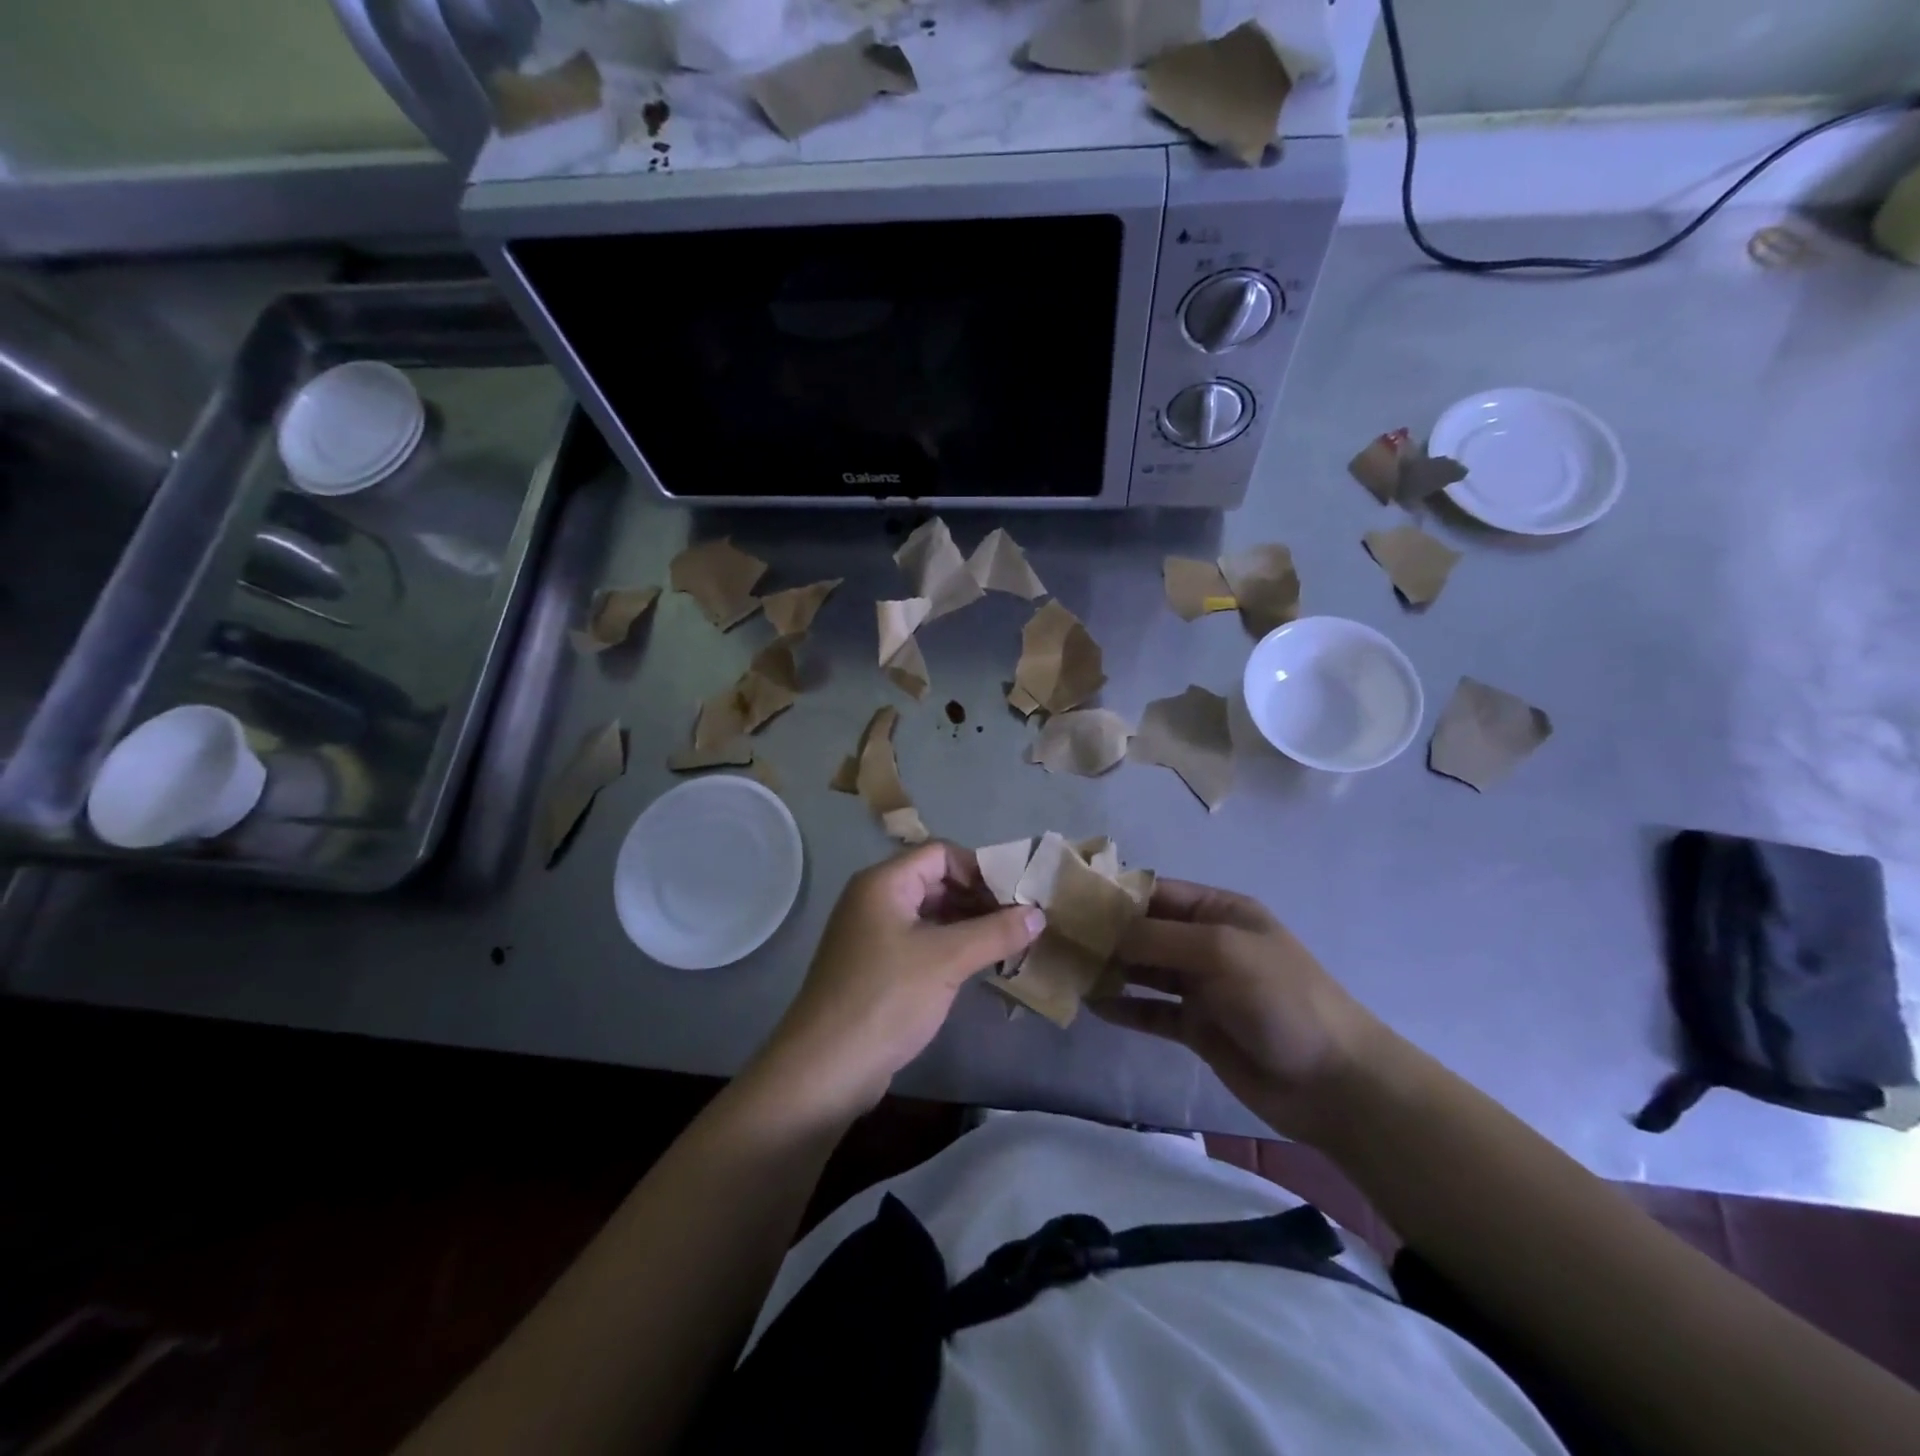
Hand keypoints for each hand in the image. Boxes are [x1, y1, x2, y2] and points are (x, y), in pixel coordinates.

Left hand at [755, 842, 1044, 1116]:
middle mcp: (875, 900)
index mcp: (884, 883)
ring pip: (930, 914)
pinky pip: (921, 942)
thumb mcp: (947, 960)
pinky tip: (979, 966)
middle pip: (936, 881)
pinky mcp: (876, 966)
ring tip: (1008, 944)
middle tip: (1019, 922)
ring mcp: (873, 934)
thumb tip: (1039, 914)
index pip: (941, 854)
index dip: (980, 869)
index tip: (1015, 897)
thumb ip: (995, 932)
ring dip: (968, 925)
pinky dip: (950, 947)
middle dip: (979, 898)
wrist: (825, 1068)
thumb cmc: (886, 998)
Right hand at [1090, 880, 1398, 1143]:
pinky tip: (1093, 1006)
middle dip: (1105, 933)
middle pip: (1145, 930)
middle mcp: (1205, 942)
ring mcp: (1201, 986)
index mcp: (1219, 911)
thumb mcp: (1220, 951)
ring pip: (1144, 970)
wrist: (1332, 1082)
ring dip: (1110, 969)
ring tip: (1066, 969)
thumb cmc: (1281, 998)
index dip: (1114, 894)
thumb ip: (1158, 937)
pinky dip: (1125, 1008)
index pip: (1156, 892)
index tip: (1067, 898)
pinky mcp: (1196, 1027)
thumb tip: (1104, 930)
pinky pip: (1152, 1010)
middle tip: (1055, 937)